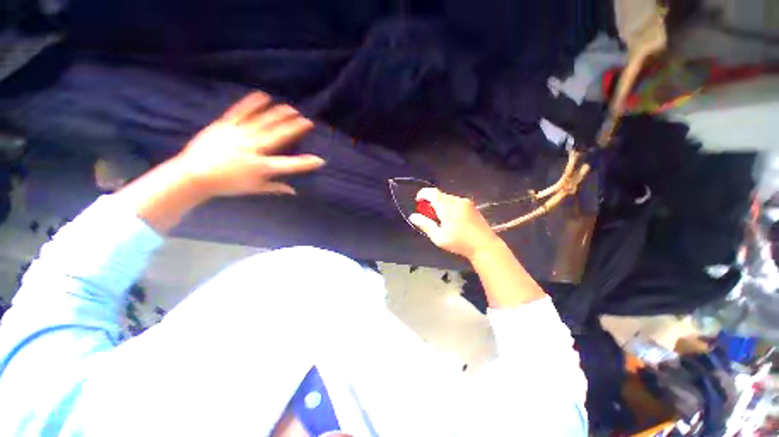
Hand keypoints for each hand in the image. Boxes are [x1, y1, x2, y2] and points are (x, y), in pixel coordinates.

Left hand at [176, 92, 323, 196]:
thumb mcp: (254, 189)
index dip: (306, 163)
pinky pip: (240, 112)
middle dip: (295, 128)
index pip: (289, 165)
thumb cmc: (226, 184)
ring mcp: (238, 135)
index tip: (320, 160)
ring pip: (263, 122)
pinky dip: (252, 103)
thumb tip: (294, 191)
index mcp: (261, 166)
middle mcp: (253, 149)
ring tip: (290, 108)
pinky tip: (263, 96)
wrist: (193, 175)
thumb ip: (275, 188)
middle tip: (307, 121)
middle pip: (278, 136)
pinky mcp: (224, 125)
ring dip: (278, 114)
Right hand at [409, 188, 501, 259]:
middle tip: (430, 217)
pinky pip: (456, 201)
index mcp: (447, 207)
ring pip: (448, 198)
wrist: (485, 246)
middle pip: (439, 195)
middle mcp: (456, 200)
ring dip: (441, 205)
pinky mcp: (472, 206)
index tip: (418, 202)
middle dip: (431, 202)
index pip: (431, 193)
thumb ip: (425, 225)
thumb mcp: (438, 237)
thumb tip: (413, 216)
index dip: (422, 194)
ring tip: (442, 220)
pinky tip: (452, 219)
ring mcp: (466, 202)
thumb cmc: (459, 243)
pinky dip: (449, 206)